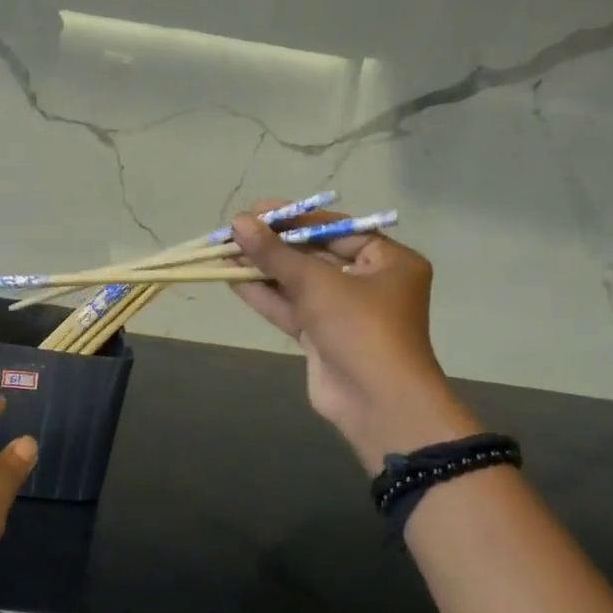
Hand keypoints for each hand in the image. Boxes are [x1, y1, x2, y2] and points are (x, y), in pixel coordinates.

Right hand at [230, 206, 481, 471]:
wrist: (375, 401)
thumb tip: (238, 223)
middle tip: (236, 232)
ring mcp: (344, 313)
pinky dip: (265, 296)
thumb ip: (275, 254)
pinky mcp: (323, 338)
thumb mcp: (317, 283)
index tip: (257, 211)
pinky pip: (292, 309)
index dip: (295, 219)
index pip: (337, 229)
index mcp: (388, 261)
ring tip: (224, 252)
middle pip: (315, 256)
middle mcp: (369, 283)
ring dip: (263, 270)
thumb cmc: (360, 328)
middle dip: (274, 246)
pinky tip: (233, 280)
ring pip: (299, 284)